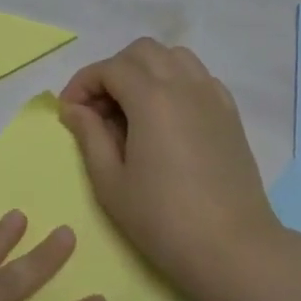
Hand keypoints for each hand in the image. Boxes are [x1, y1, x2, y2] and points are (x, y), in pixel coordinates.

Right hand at [58, 39, 281, 287]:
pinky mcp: (230, 114)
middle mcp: (184, 85)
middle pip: (142, 52)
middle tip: (98, 110)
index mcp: (152, 98)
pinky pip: (198, 77)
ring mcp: (212, 97)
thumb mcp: (111, 182)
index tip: (69, 112)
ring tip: (131, 108)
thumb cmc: (163, 219)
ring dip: (145, 71)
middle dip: (113, 71)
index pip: (109, 68)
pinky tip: (166, 118)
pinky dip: (175, 82)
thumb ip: (89, 136)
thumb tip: (75, 109)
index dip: (82, 84)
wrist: (232, 248)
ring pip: (174, 57)